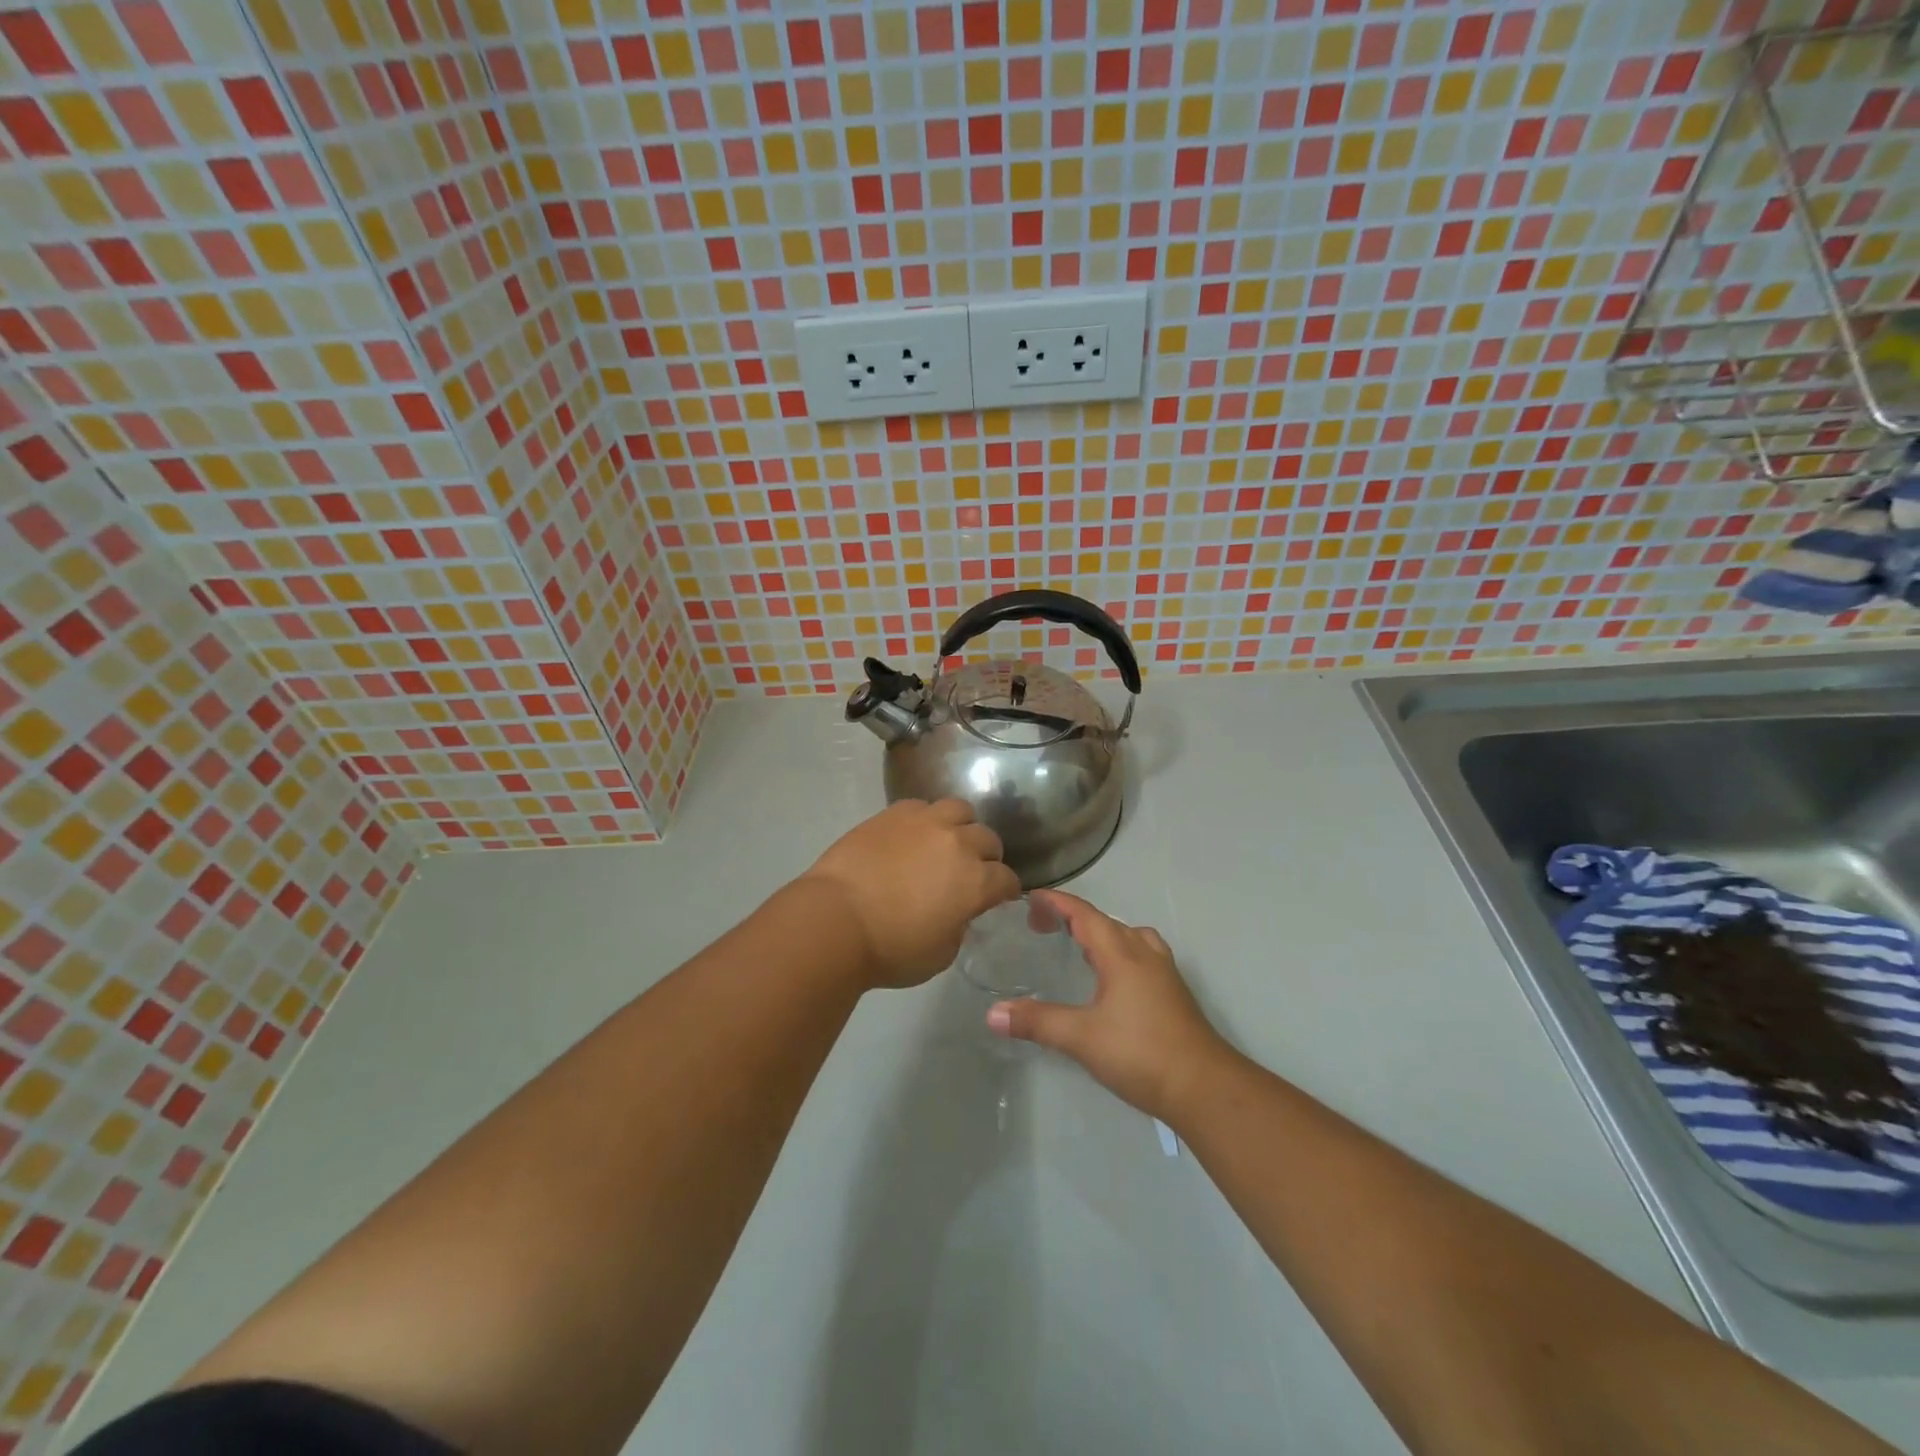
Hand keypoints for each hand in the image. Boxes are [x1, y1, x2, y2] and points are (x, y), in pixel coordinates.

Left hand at [801, 799, 1021, 988]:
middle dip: (986, 856)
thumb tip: (957, 911)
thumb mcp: (941, 954)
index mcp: (976, 881)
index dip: (1005, 891)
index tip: (998, 898)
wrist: (835, 920)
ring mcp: (925, 822)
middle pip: (988, 839)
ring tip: (946, 842)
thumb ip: (959, 926)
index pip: (1007, 879)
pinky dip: (925, 819)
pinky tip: (913, 835)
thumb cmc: (889, 950)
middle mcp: (958, 843)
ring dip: (960, 826)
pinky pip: (922, 806)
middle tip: (971, 871)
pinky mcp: (894, 813)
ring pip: (960, 809)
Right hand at [986, 889, 1230, 1120]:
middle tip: (1043, 927)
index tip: (1030, 898)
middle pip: (1106, 922)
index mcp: (1121, 953)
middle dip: (1073, 918)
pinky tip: (1112, 980)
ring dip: (1102, 934)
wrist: (1203, 1086)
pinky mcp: (1174, 993)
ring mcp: (1164, 973)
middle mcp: (1144, 953)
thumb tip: (992, 1014)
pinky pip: (1142, 955)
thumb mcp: (1081, 1037)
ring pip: (1129, 937)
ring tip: (1080, 948)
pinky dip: (1120, 952)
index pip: (1084, 914)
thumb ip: (1037, 1022)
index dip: (1057, 903)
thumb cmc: (1140, 1053)